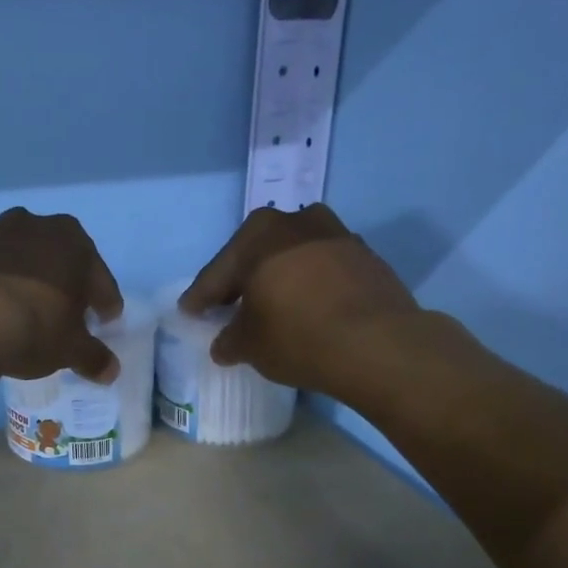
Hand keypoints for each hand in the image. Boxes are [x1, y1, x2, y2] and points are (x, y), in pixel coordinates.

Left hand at [0, 208, 125, 382]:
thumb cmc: (33, 326)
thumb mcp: (70, 349)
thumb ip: (93, 357)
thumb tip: (110, 370)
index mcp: (71, 240)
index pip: (98, 275)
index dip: (105, 301)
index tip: (106, 321)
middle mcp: (32, 226)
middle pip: (57, 258)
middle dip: (65, 284)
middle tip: (67, 315)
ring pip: (19, 261)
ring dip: (26, 282)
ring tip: (26, 314)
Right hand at [179, 205, 423, 395]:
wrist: (378, 344)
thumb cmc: (297, 336)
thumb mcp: (249, 345)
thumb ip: (229, 340)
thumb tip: (225, 343)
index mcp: (258, 235)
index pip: (218, 272)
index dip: (200, 298)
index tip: (189, 312)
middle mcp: (297, 222)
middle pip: (256, 256)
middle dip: (240, 282)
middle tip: (227, 307)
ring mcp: (337, 235)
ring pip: (293, 259)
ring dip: (278, 280)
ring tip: (270, 307)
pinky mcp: (366, 257)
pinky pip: (323, 270)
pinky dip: (309, 287)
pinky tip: (306, 310)